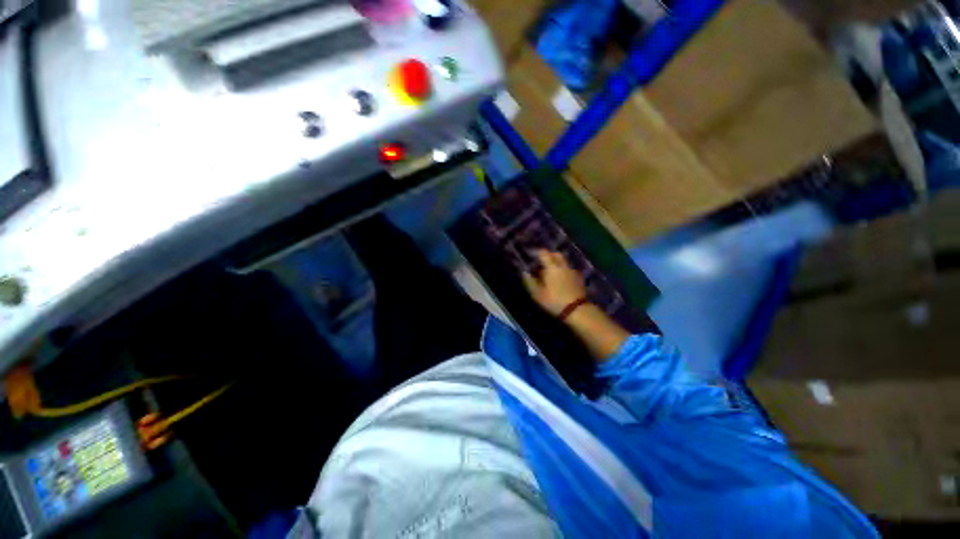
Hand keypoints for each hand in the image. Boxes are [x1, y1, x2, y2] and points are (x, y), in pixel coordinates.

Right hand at [522, 250, 587, 316]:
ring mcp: (572, 271)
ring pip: (563, 261)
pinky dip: (563, 270)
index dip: (537, 253)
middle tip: (542, 262)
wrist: (576, 309)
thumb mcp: (537, 293)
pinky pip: (568, 269)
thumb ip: (530, 281)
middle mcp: (563, 265)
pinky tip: (560, 279)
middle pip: (556, 254)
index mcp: (551, 267)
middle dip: (549, 255)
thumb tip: (524, 272)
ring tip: (550, 272)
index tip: (532, 256)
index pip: (544, 253)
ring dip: (556, 263)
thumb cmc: (554, 300)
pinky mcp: (578, 277)